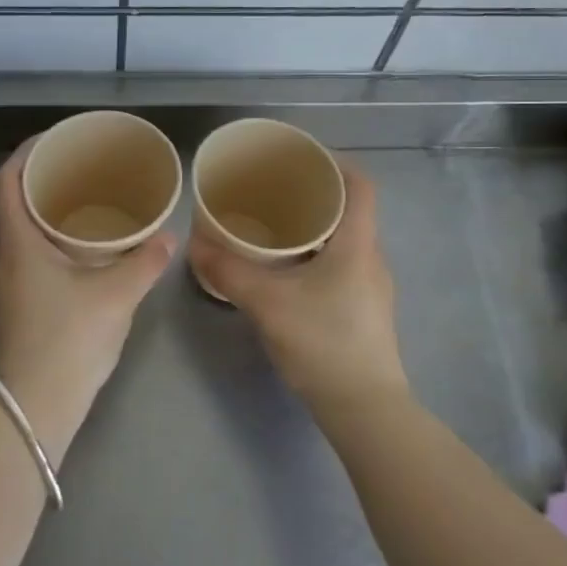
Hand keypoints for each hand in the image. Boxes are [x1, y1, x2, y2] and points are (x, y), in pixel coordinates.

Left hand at [0, 142, 177, 464]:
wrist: (38, 403)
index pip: (8, 182)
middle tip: (75, 172)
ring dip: (40, 215)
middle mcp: (1, 259)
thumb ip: (145, 261)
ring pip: (16, 235)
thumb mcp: (117, 294)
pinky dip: (43, 244)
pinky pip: (22, 259)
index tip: (52, 141)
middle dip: (38, 183)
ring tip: (77, 207)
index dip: (26, 154)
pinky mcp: (10, 308)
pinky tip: (73, 254)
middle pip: (10, 205)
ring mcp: (2, 287)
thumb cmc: (70, 337)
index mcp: (18, 243)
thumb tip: (169, 238)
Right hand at [189, 162, 408, 419]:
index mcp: (357, 244)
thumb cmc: (323, 343)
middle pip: (350, 210)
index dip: (336, 163)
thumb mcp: (268, 303)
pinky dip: (315, 255)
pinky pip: (340, 265)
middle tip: (274, 189)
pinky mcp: (364, 310)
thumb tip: (194, 246)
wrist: (364, 408)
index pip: (361, 185)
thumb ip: (230, 272)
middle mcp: (371, 258)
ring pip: (344, 240)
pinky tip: (286, 270)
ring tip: (274, 225)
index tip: (302, 156)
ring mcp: (371, 287)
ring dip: (314, 228)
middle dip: (314, 194)